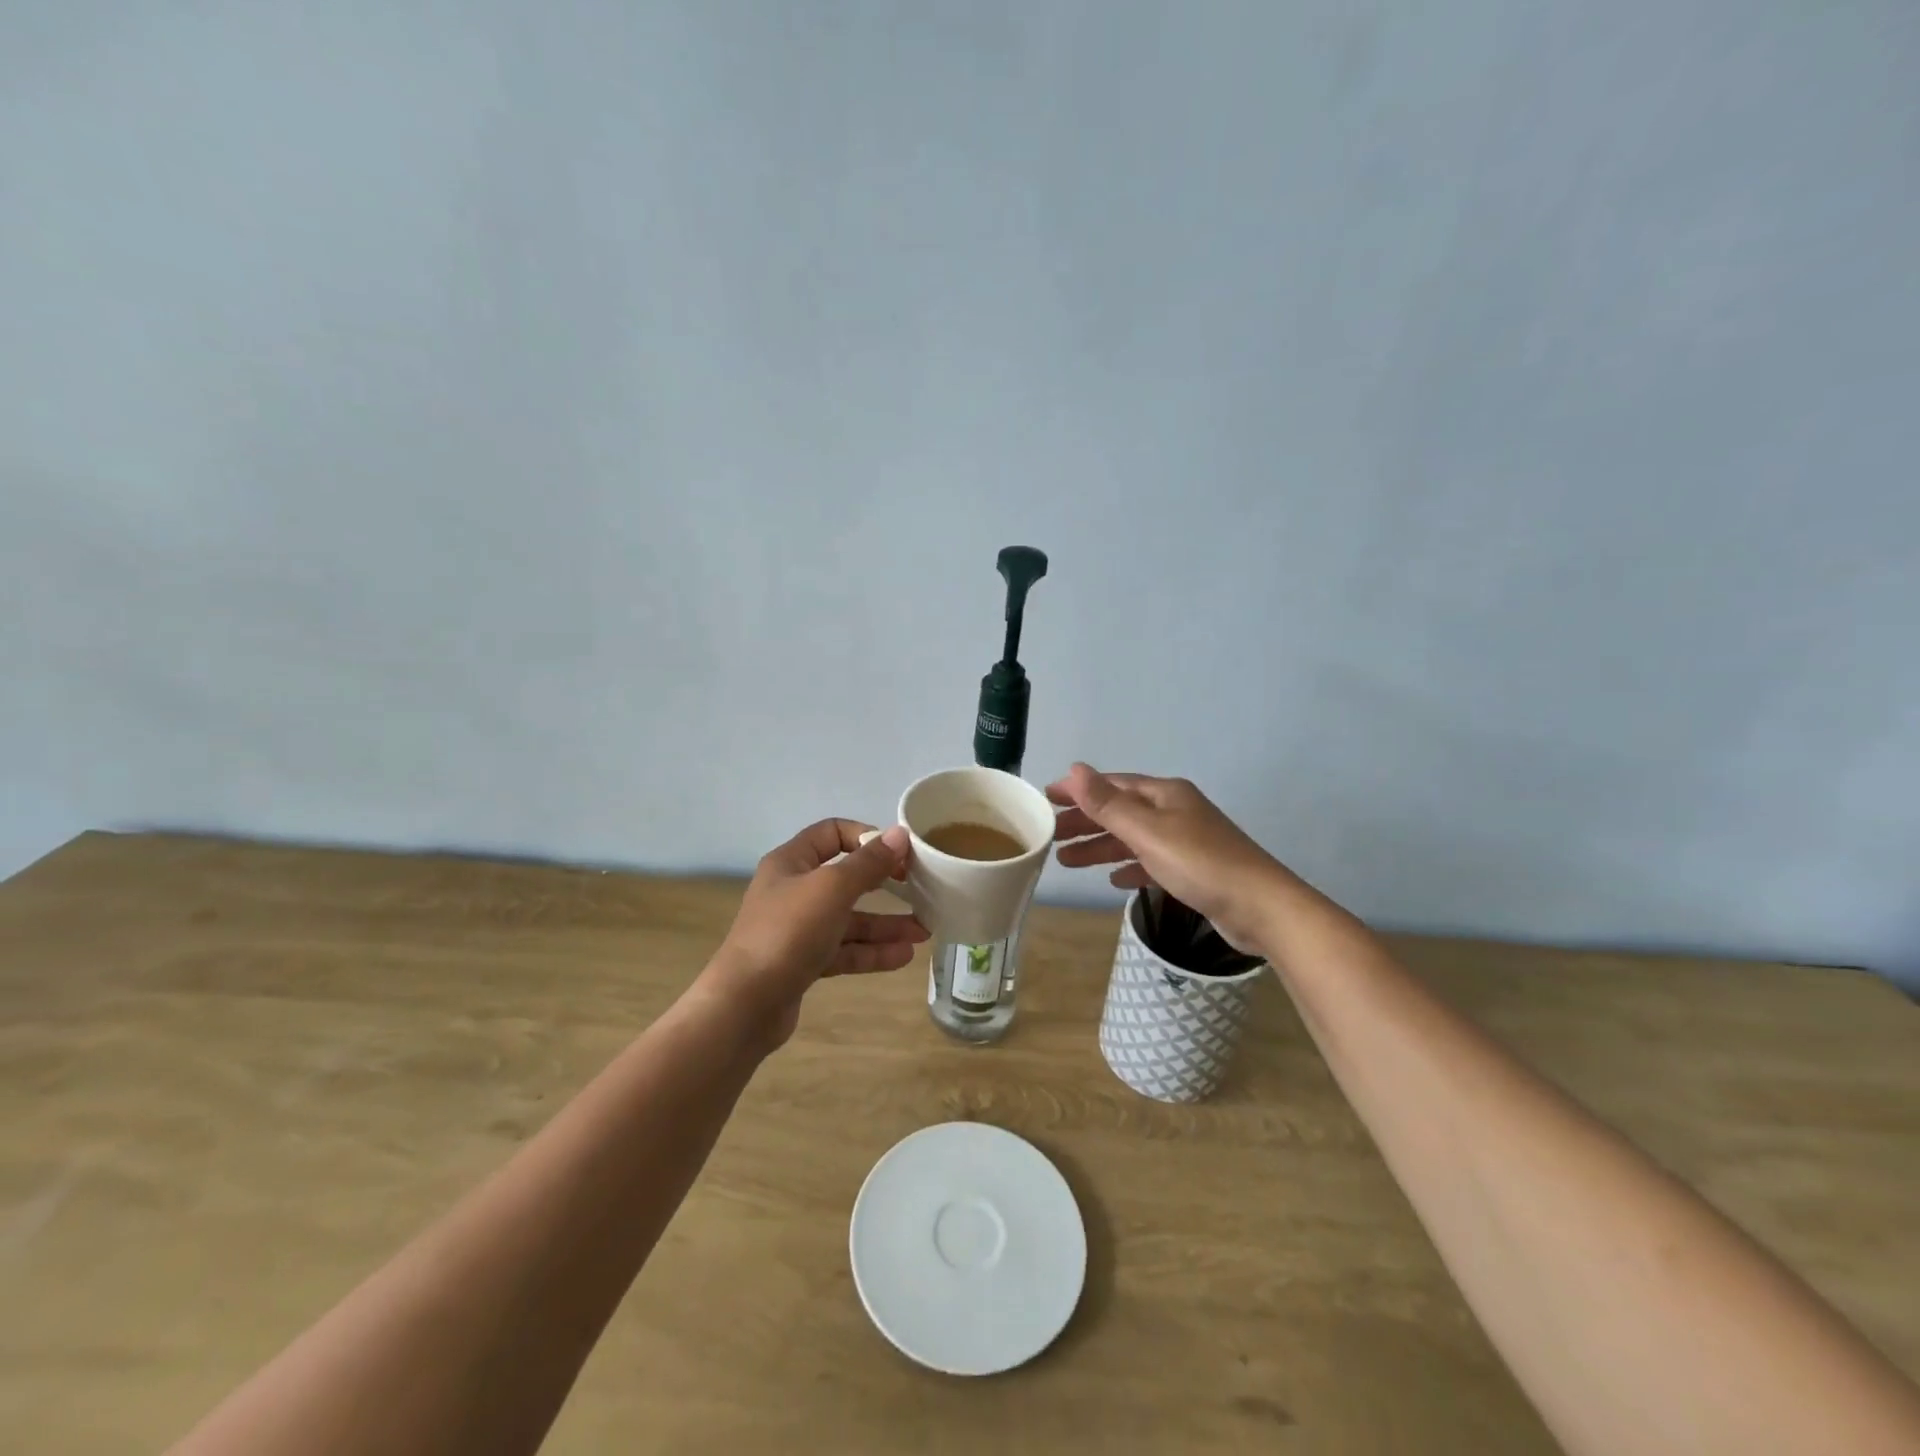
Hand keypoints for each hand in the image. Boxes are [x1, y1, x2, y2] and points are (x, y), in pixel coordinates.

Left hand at [700, 820, 928, 1047]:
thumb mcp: (833, 889)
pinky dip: (871, 952)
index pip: (832, 833)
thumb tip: (899, 834)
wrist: (745, 1004)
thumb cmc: (788, 932)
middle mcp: (793, 891)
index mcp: (791, 862)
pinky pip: (843, 951)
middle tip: (920, 890)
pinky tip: (903, 956)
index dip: (866, 838)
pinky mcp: (802, 963)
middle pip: (845, 878)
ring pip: (849, 920)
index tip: (899, 853)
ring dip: (885, 924)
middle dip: (884, 885)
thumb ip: (869, 863)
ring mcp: (797, 929)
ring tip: (923, 932)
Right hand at [1048, 763, 1283, 954]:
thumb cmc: (1200, 864)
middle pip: (1120, 811)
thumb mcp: (1148, 832)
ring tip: (1067, 861)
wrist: (1261, 907)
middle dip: (1085, 822)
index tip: (1045, 799)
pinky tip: (1114, 880)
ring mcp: (1185, 840)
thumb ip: (1108, 804)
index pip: (1111, 785)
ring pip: (1132, 838)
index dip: (1078, 790)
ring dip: (1100, 847)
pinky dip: (1129, 867)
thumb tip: (1075, 768)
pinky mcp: (1193, 870)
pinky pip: (1150, 862)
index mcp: (1164, 794)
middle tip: (1050, 835)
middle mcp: (1174, 811)